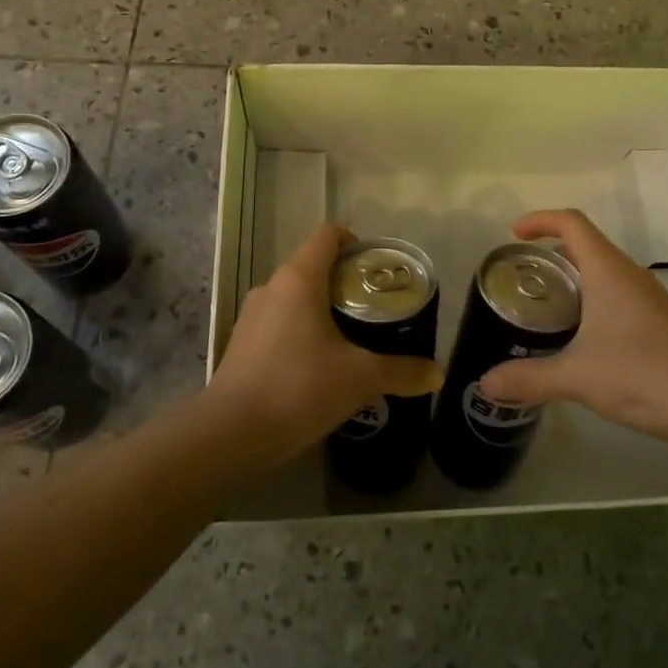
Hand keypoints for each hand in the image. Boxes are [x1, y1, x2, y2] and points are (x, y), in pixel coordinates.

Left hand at [207, 222, 442, 462]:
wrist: (231, 433)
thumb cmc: (299, 387)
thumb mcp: (359, 378)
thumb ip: (400, 371)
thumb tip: (437, 374)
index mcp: (300, 278)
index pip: (328, 235)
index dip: (355, 242)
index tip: (376, 268)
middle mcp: (272, 286)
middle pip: (313, 266)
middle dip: (344, 282)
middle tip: (373, 308)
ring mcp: (252, 315)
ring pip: (294, 296)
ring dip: (321, 308)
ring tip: (349, 338)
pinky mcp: (241, 343)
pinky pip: (278, 322)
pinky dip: (300, 331)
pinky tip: (316, 365)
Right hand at [477, 209, 667, 441]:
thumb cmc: (642, 375)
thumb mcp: (577, 377)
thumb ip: (529, 378)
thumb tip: (485, 384)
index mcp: (608, 271)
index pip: (572, 223)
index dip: (541, 220)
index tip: (514, 234)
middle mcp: (629, 275)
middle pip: (587, 244)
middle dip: (552, 250)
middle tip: (523, 274)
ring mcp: (649, 298)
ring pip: (604, 270)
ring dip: (574, 276)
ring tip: (545, 304)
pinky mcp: (659, 322)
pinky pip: (618, 293)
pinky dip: (592, 298)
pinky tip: (581, 336)